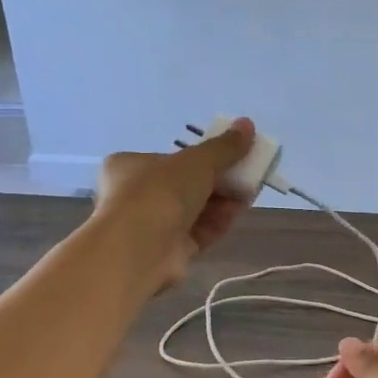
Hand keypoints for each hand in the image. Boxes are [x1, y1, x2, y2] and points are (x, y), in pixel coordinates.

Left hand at [93, 120, 255, 290]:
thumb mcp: (197, 161)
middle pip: (185, 186)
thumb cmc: (160, 192)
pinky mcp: (166, 252)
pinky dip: (217, 223)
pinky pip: (196, 233)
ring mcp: (149, 227)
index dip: (201, 158)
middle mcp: (134, 196)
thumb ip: (224, 147)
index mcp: (129, 166)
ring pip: (193, 211)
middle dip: (218, 181)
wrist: (140, 249)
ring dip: (221, 202)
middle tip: (245, 175)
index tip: (229, 157)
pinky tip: (238, 213)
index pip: (168, 159)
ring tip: (248, 194)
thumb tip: (247, 124)